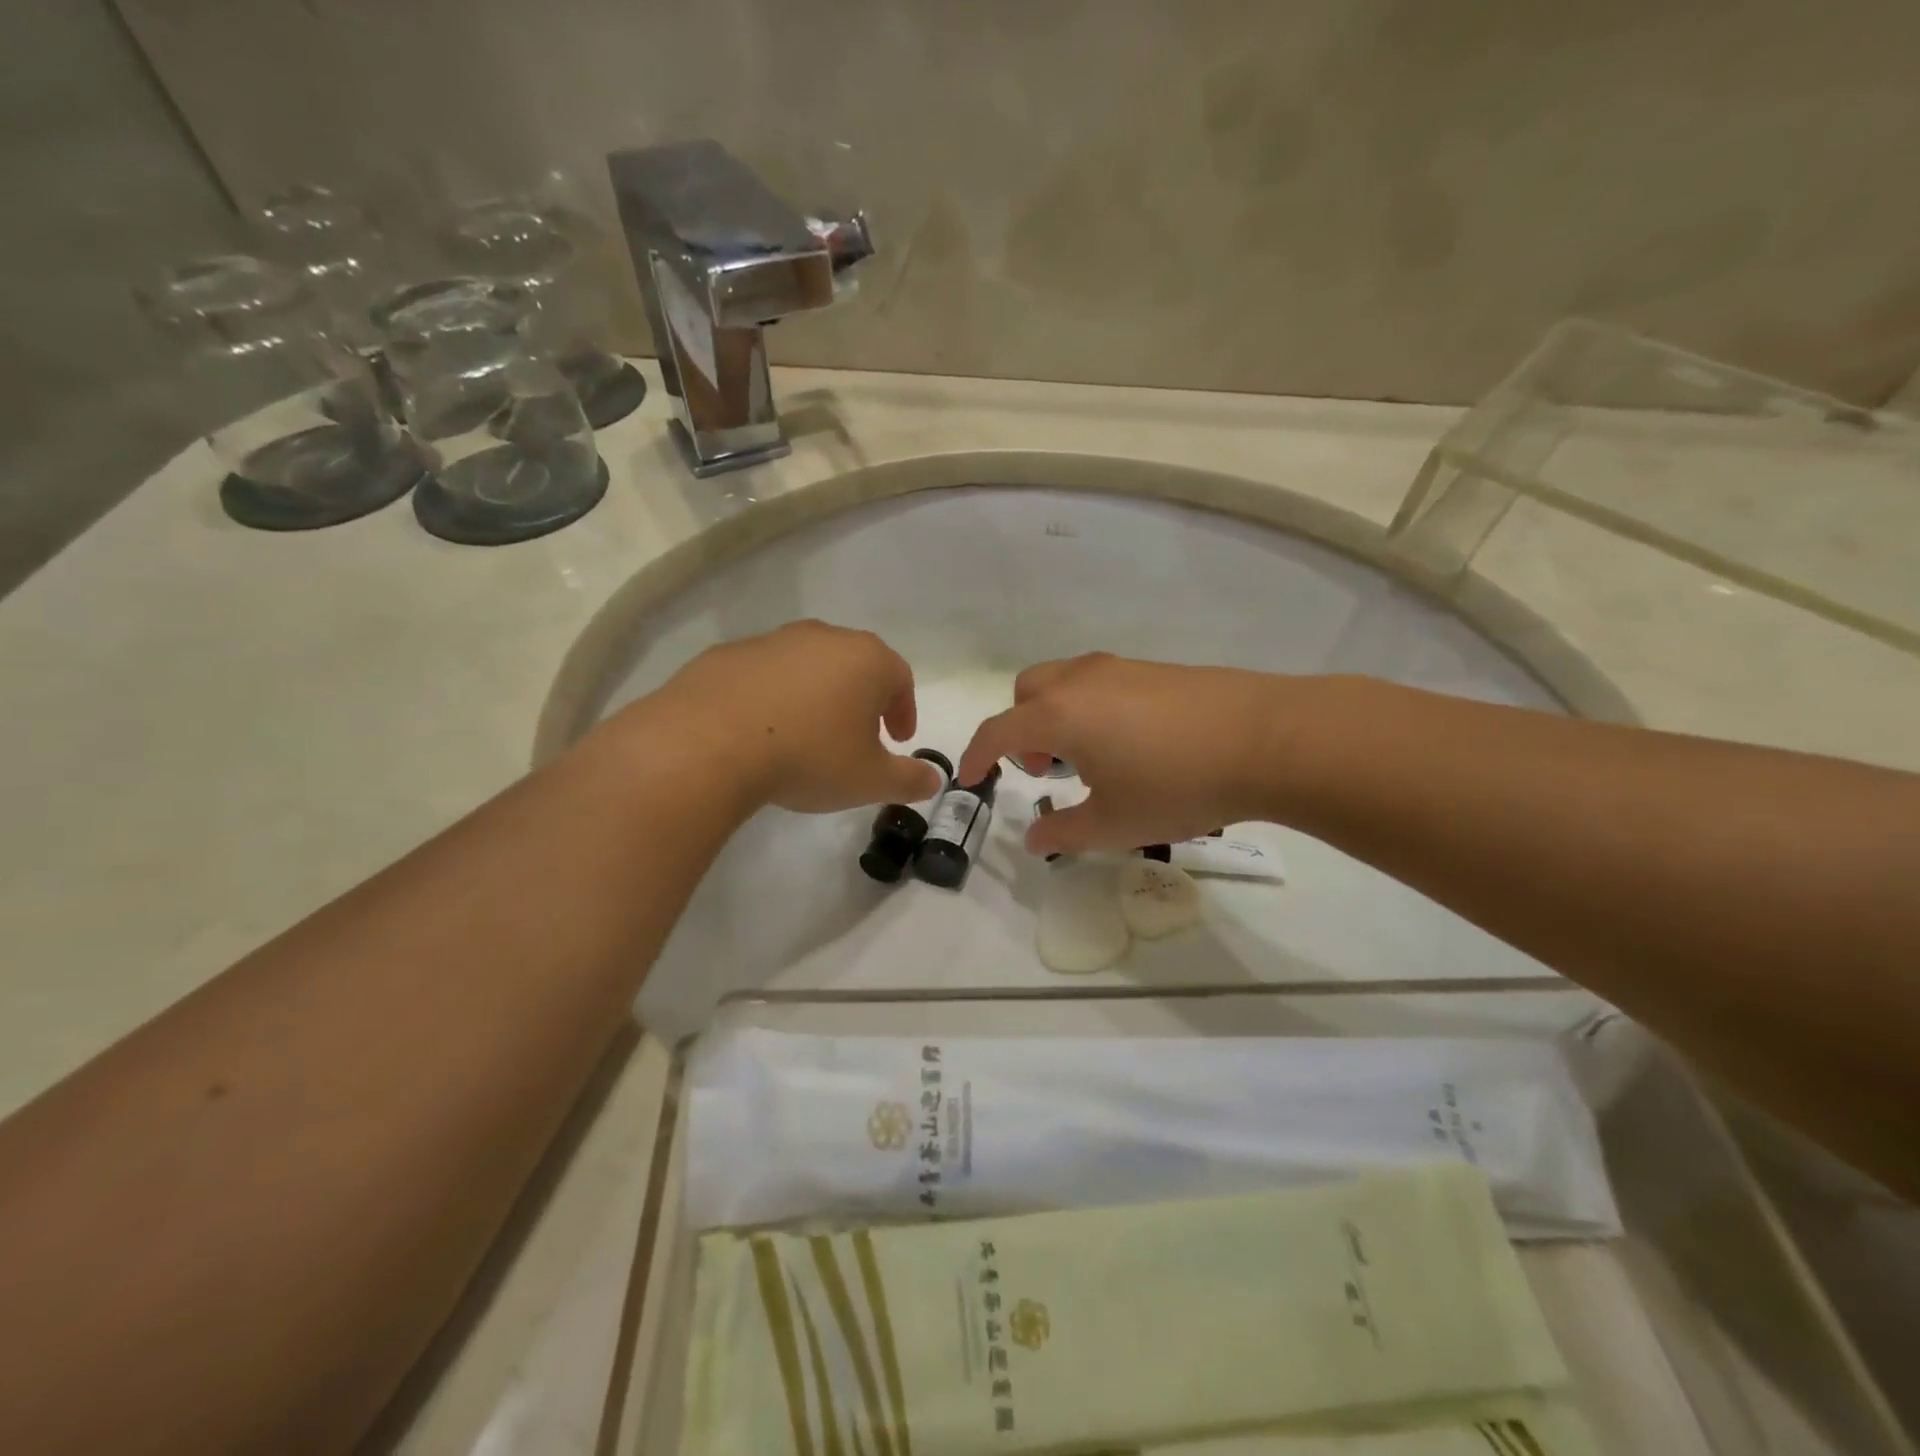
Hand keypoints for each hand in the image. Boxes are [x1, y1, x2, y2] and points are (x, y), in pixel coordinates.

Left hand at [652, 620, 944, 812]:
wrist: (709, 744)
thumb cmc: (808, 756)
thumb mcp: (869, 780)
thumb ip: (910, 779)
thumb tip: (934, 780)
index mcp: (865, 659)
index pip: (900, 678)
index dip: (903, 710)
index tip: (898, 740)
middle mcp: (822, 638)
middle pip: (855, 665)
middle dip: (862, 700)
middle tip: (857, 738)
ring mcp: (771, 641)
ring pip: (808, 666)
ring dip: (816, 696)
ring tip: (807, 736)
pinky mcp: (727, 655)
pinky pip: (764, 675)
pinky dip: (773, 698)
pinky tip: (761, 732)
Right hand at [958, 653, 1293, 855]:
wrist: (1267, 739)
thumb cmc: (1176, 785)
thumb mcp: (1114, 823)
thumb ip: (1064, 832)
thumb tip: (1034, 839)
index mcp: (1058, 715)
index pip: (996, 731)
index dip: (975, 756)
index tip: (969, 778)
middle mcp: (1079, 681)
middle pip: (1026, 692)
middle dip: (1020, 728)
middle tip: (1049, 768)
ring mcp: (1119, 668)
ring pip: (1064, 683)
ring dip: (1056, 715)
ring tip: (1092, 758)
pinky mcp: (1154, 669)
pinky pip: (1100, 682)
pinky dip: (1091, 707)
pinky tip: (1132, 743)